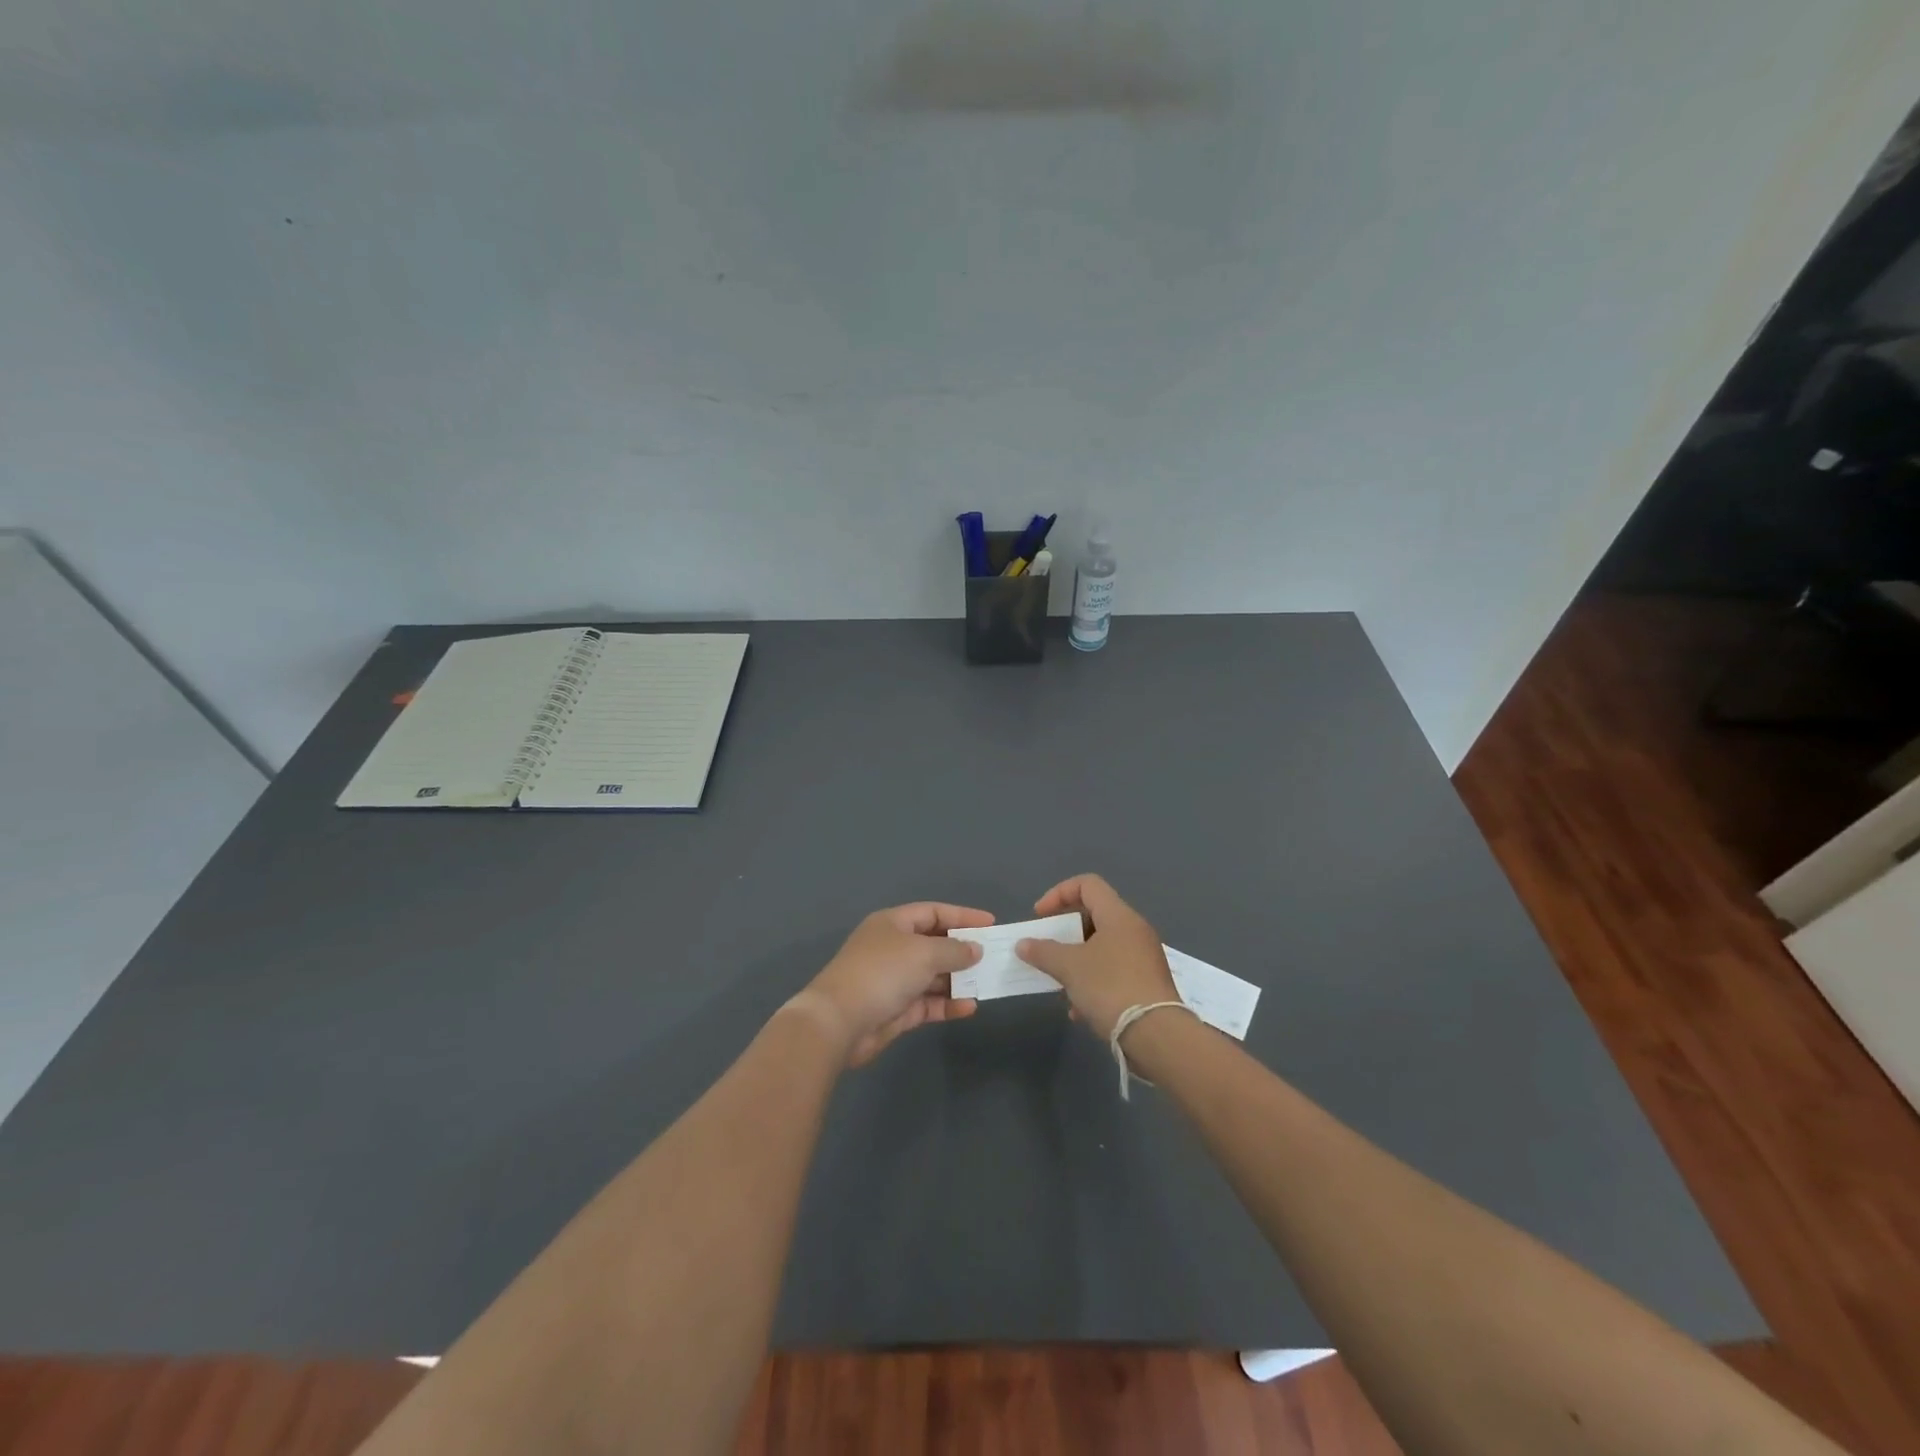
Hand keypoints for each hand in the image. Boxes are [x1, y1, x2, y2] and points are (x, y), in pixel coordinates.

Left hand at [801, 903, 988, 1066]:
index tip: (990, 923)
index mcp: (893, 924)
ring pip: (933, 975)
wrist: (839, 1022)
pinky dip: (947, 1004)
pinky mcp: (896, 1010)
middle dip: (962, 950)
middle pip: (934, 944)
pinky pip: (928, 1002)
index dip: (962, 916)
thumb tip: (975, 949)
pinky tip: (969, 1007)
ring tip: (987, 983)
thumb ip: (954, 950)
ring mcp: (894, 980)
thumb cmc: (882, 973)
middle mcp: (893, 948)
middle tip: (993, 957)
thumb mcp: (923, 953)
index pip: (933, 912)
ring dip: (958, 979)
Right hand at [1015, 874, 1178, 1040]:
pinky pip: (1113, 971)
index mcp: (1119, 916)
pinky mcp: (1147, 983)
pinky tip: (1080, 1009)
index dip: (1059, 894)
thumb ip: (1043, 951)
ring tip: (1061, 983)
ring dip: (1077, 961)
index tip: (1040, 917)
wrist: (1157, 1035)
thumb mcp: (1069, 967)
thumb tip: (1023, 944)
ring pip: (1102, 947)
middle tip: (1047, 949)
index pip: (1087, 884)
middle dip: (1065, 932)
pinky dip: (1093, 981)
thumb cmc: (1110, 988)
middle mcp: (1135, 930)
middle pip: (1094, 916)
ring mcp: (1144, 957)